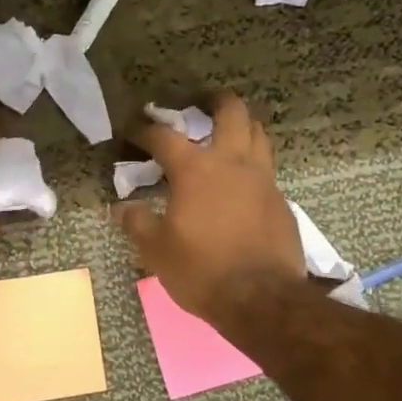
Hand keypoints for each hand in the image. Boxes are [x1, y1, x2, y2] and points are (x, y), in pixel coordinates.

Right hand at [114, 92, 305, 322]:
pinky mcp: (280, 201)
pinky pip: (267, 168)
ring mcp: (263, 180)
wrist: (261, 300)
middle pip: (231, 112)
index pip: (164, 136)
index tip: (132, 130)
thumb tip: (121, 208)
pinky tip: (241, 183)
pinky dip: (252, 163)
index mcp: (196, 170)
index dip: (144, 129)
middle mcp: (232, 163)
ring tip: (227, 134)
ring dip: (241, 125)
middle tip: (201, 103)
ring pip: (258, 134)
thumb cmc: (201, 271)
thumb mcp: (156, 251)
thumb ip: (137, 223)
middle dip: (214, 100)